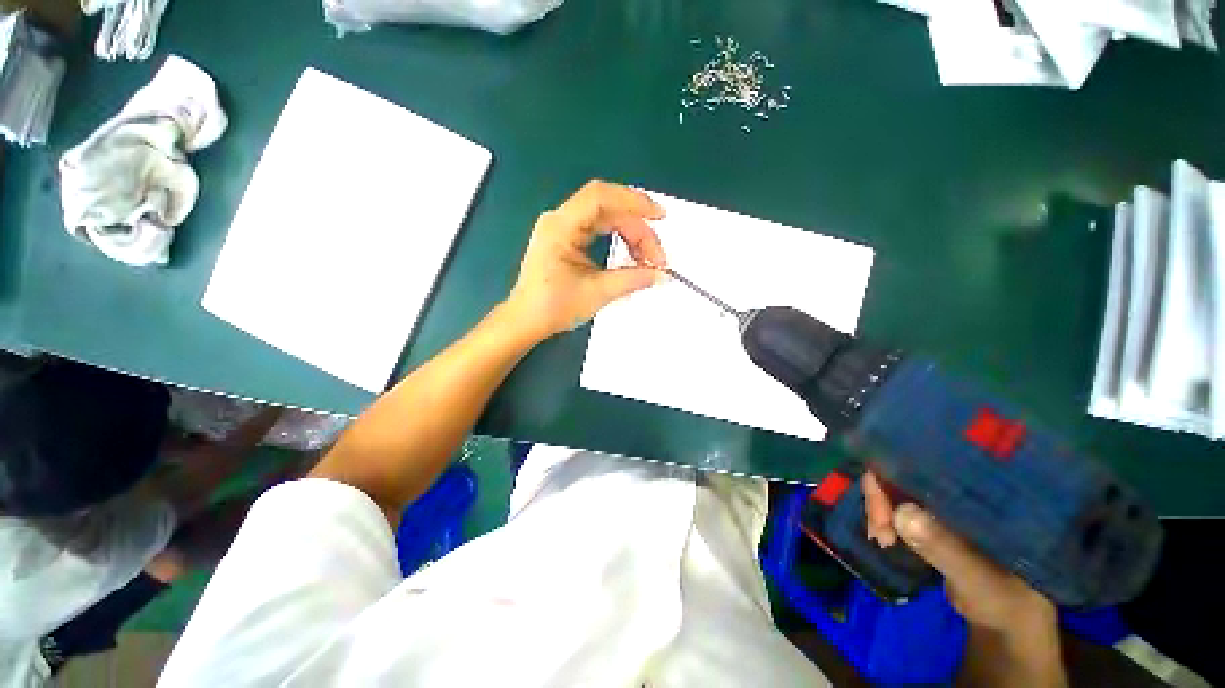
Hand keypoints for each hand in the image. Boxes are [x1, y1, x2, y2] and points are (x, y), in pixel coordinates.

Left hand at [506, 180, 667, 339]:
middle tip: (657, 256)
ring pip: (606, 218)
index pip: (600, 198)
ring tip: (647, 259)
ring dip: (630, 234)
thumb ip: (632, 279)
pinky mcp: (567, 238)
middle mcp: (560, 220)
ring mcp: (562, 228)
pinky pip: (599, 228)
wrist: (526, 321)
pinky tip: (631, 255)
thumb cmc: (553, 308)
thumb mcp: (597, 293)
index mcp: (560, 227)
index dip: (633, 202)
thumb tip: (661, 274)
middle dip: (637, 229)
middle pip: (608, 209)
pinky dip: (619, 239)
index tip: (659, 216)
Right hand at [862, 472, 1056, 633]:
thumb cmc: (1007, 600)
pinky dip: (885, 517)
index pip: (937, 463)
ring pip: (901, 489)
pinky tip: (881, 534)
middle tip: (878, 528)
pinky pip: (899, 506)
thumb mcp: (979, 579)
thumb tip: (900, 512)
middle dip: (884, 494)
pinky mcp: (935, 518)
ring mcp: (949, 504)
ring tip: (880, 537)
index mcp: (988, 490)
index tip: (881, 497)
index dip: (903, 471)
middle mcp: (965, 488)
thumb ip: (944, 548)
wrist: (1006, 622)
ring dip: (881, 508)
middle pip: (911, 472)